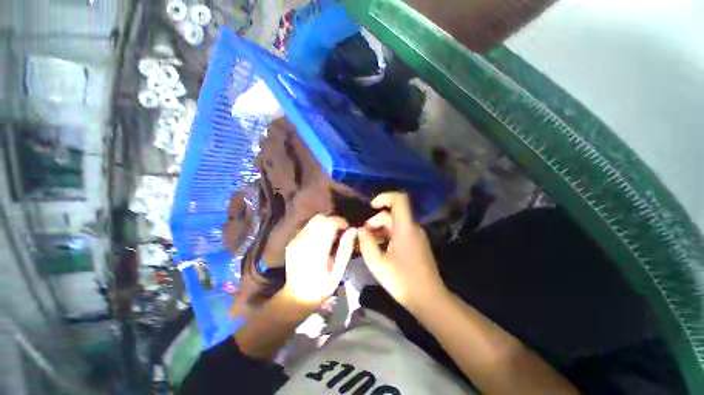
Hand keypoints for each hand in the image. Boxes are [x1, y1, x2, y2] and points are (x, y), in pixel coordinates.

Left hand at [283, 214, 355, 308]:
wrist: (296, 297)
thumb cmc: (321, 288)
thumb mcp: (338, 273)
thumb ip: (345, 249)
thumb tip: (353, 230)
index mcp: (316, 253)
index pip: (329, 224)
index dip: (340, 221)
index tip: (347, 229)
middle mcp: (303, 243)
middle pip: (319, 218)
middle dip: (333, 220)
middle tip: (340, 231)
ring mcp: (295, 241)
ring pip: (313, 220)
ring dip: (325, 223)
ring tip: (332, 235)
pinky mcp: (292, 242)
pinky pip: (308, 227)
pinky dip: (318, 228)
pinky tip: (322, 240)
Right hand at [358, 192, 447, 312]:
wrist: (428, 299)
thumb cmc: (403, 281)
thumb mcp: (378, 263)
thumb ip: (366, 244)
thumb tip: (360, 230)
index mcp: (405, 228)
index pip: (400, 199)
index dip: (384, 197)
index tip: (371, 207)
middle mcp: (413, 228)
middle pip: (392, 214)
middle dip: (375, 221)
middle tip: (363, 235)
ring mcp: (416, 236)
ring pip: (395, 224)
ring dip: (380, 229)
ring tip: (368, 242)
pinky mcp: (416, 243)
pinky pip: (400, 232)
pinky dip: (387, 235)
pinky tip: (378, 247)